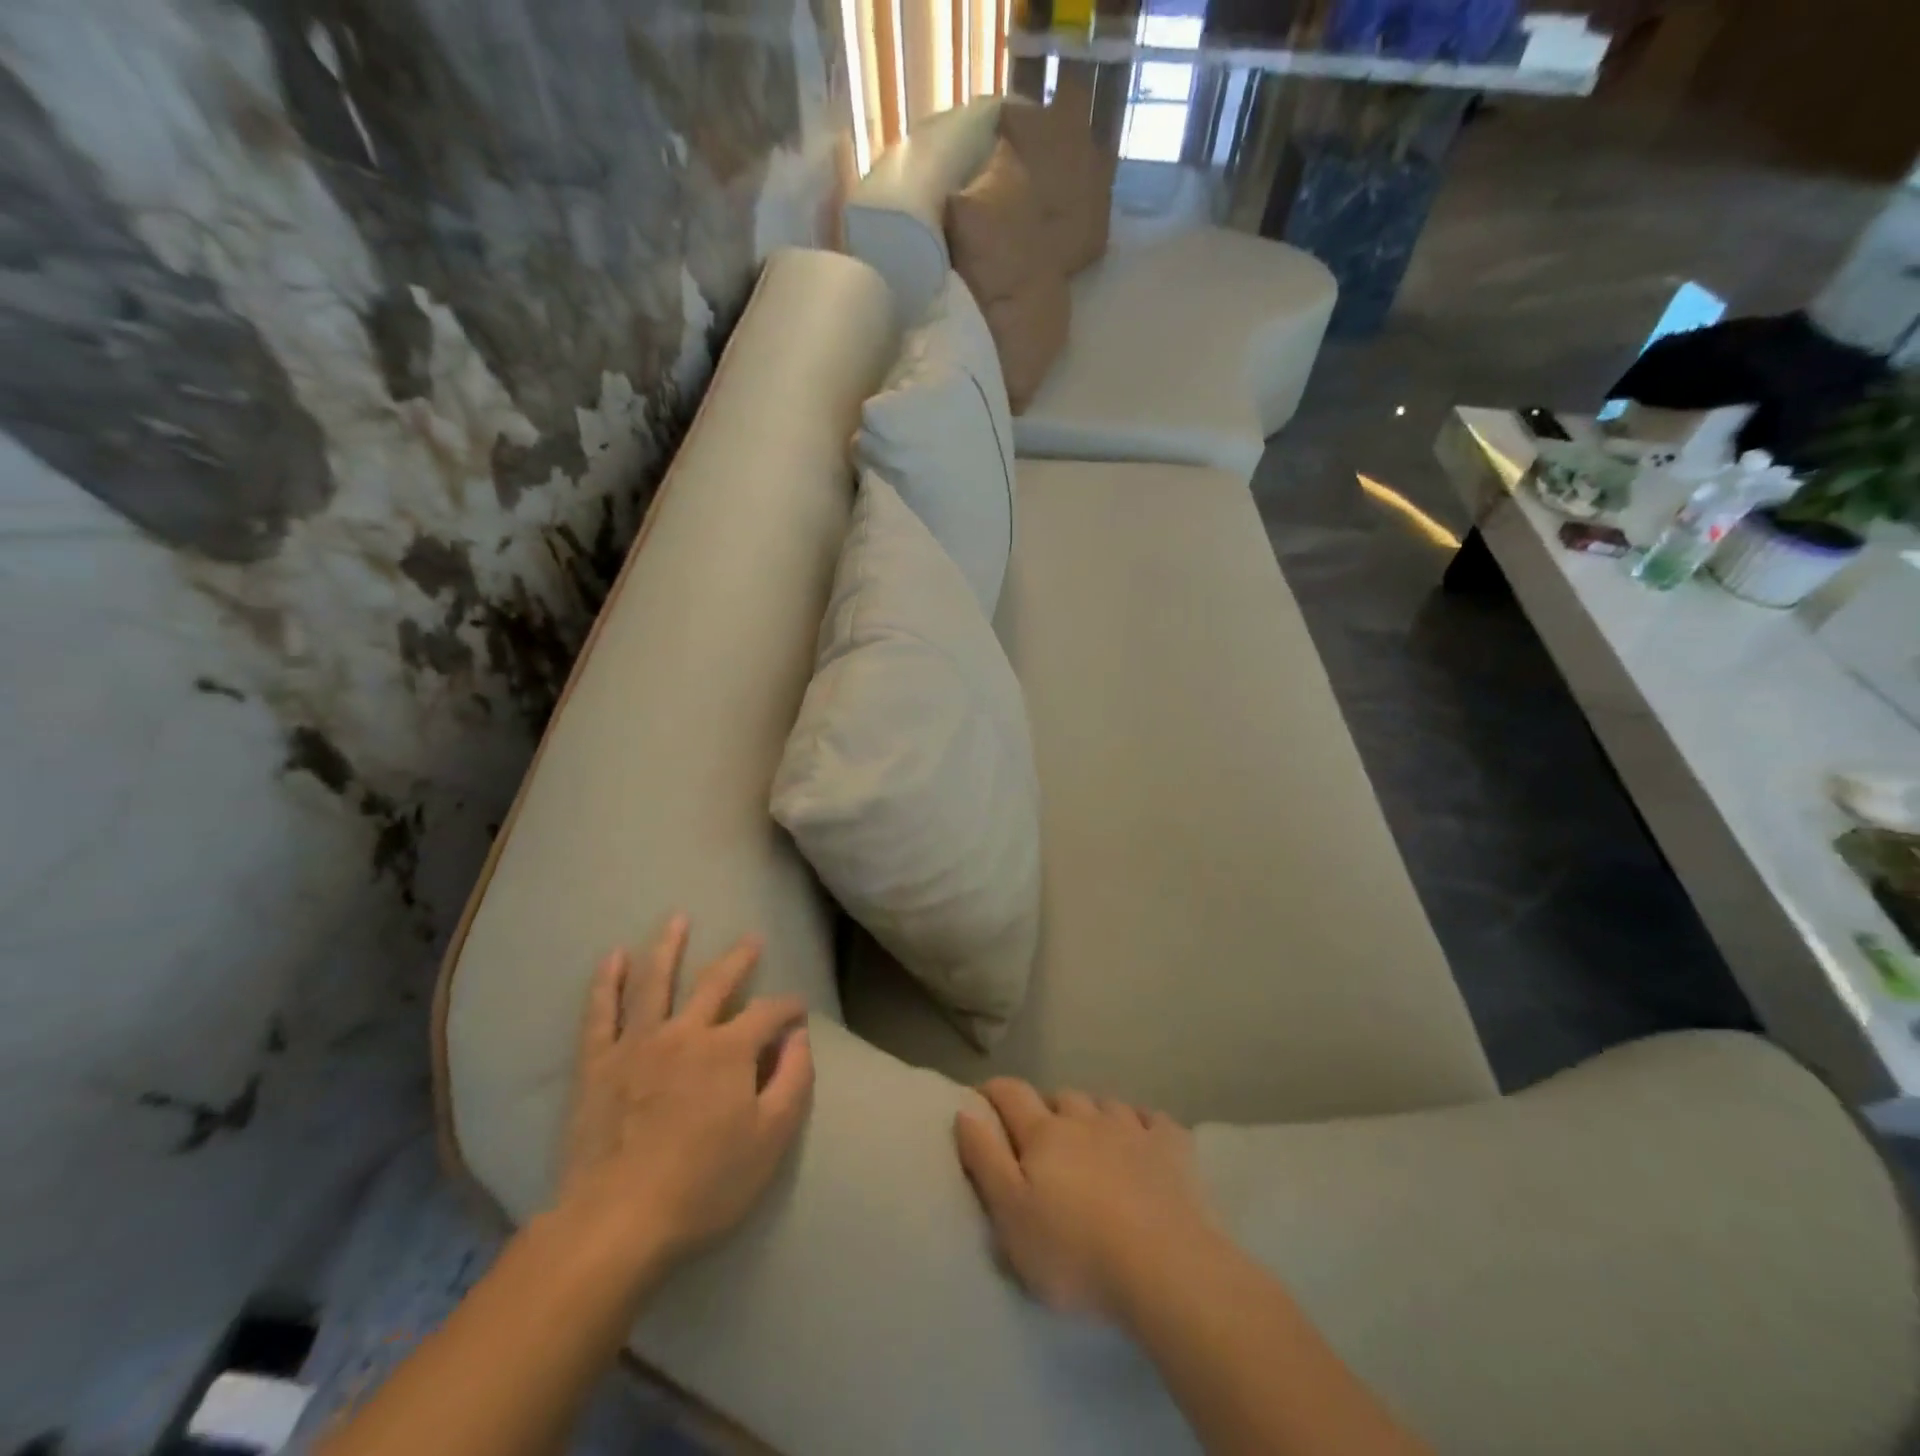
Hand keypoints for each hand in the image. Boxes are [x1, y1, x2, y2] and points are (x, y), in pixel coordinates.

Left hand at [555, 915, 813, 1284]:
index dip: (789, 1008)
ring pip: (655, 982)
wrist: (616, 1224)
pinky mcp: (598, 1065)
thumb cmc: (703, 1185)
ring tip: (677, 918)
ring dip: (668, 947)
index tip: (800, 1011)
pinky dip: (607, 982)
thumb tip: (800, 1038)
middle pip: (715, 983)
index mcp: (729, 1050)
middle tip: (752, 939)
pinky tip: (612, 957)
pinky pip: (601, 1013)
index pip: (768, 1014)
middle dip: (739, 959)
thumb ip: (793, 1081)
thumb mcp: (770, 1140)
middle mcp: (685, 1032)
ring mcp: (637, 1044)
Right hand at [954, 1079, 1217, 1325]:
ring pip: (1105, 1103)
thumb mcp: (1011, 1217)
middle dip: (1047, 1108)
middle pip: (1061, 1097)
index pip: (1011, 1095)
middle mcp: (1086, 1119)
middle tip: (1042, 1136)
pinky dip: (1143, 1123)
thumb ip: (985, 1160)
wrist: (1167, 1269)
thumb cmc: (1076, 1252)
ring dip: (1093, 1114)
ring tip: (1091, 1138)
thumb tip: (965, 1111)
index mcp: (1044, 1134)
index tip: (981, 1097)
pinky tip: (1143, 1138)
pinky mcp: (1172, 1148)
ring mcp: (1132, 1129)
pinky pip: (1153, 1119)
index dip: (994, 1090)